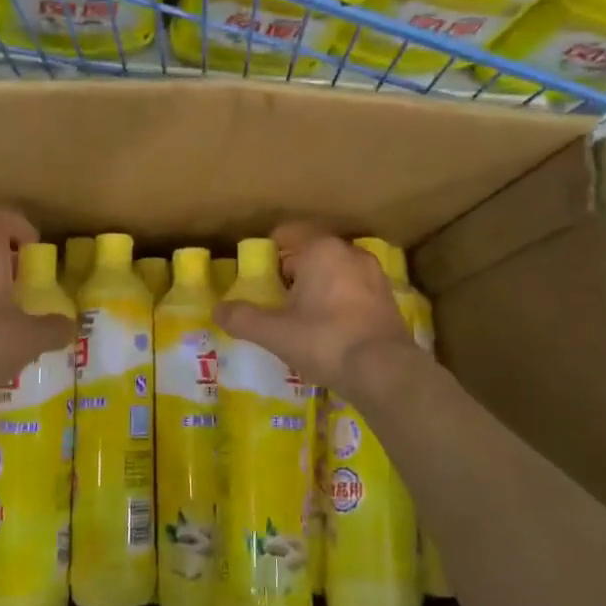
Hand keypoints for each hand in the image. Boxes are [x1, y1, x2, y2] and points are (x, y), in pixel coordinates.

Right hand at [214, 222, 416, 396]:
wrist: (385, 371)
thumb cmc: (324, 341)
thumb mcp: (274, 333)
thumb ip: (243, 318)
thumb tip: (217, 310)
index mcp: (321, 249)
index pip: (288, 234)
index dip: (270, 253)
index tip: (258, 276)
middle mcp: (349, 252)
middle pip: (312, 252)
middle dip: (293, 271)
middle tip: (276, 299)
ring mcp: (373, 274)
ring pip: (335, 271)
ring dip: (319, 285)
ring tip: (303, 315)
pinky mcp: (388, 298)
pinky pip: (354, 289)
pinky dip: (340, 300)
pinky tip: (331, 328)